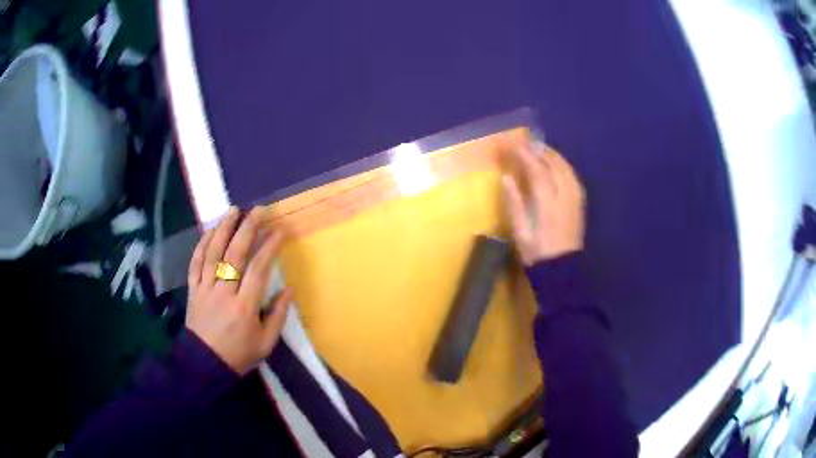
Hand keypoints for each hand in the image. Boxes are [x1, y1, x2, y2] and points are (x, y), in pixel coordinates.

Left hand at [186, 206, 291, 374]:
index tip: (280, 230)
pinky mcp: (193, 290)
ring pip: (213, 253)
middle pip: (235, 254)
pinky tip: (210, 231)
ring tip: (233, 210)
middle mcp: (223, 292)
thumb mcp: (266, 343)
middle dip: (248, 229)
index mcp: (244, 307)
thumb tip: (289, 289)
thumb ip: (278, 315)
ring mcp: (205, 289)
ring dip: (223, 229)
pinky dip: (202, 245)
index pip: (258, 269)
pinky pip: (195, 263)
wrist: (205, 365)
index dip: (270, 247)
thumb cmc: (239, 355)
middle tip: (259, 210)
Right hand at [502, 142, 585, 265]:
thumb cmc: (536, 252)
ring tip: (538, 148)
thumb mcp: (520, 231)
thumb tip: (506, 178)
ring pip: (564, 167)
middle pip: (552, 164)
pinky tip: (557, 164)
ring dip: (551, 155)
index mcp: (546, 202)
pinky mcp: (579, 203)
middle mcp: (563, 195)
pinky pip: (572, 176)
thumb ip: (514, 203)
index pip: (535, 169)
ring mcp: (574, 198)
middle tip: (523, 143)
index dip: (522, 154)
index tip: (509, 143)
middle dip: (537, 150)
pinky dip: (563, 165)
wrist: (561, 269)